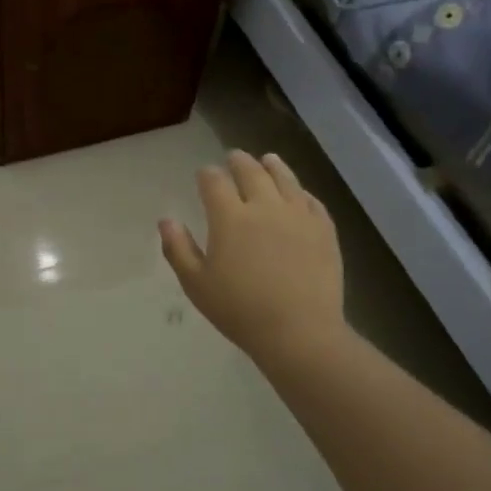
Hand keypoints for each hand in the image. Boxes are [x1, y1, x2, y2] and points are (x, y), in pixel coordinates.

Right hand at [160, 151, 344, 361]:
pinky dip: (301, 192)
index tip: (204, 174)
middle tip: (233, 158)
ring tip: (268, 159)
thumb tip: (166, 220)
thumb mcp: (196, 284)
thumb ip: (178, 248)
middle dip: (239, 162)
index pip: (214, 182)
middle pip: (251, 172)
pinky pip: (312, 201)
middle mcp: (264, 206)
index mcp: (230, 218)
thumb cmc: (240, 310)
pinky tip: (299, 193)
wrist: (299, 332)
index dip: (207, 174)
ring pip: (285, 179)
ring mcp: (298, 216)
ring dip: (273, 166)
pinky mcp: (324, 230)